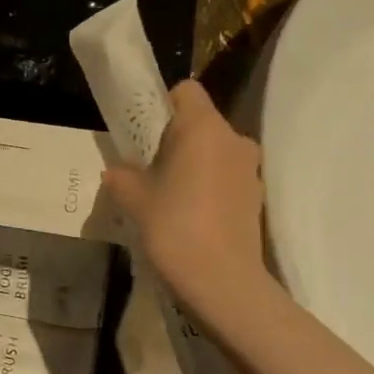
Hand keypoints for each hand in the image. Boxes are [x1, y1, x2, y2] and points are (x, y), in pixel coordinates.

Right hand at [101, 81, 273, 320]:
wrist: (223, 282)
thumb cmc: (175, 227)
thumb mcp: (134, 198)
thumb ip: (122, 176)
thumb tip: (116, 170)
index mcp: (203, 127)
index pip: (186, 91)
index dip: (163, 104)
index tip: (145, 133)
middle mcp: (233, 139)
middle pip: (201, 121)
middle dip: (176, 137)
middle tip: (150, 166)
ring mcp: (250, 169)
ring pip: (216, 150)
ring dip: (195, 162)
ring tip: (170, 193)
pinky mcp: (257, 197)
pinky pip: (227, 176)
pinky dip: (210, 184)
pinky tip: (192, 213)